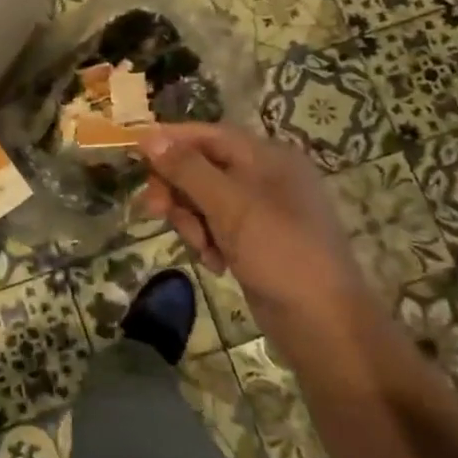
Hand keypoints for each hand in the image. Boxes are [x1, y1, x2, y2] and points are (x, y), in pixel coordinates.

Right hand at [138, 123, 373, 329]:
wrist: (323, 323)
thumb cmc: (279, 252)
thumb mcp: (229, 205)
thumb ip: (187, 168)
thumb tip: (148, 137)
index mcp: (268, 157)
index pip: (209, 135)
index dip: (170, 140)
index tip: (134, 153)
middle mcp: (265, 177)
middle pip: (202, 168)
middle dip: (177, 190)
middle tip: (154, 211)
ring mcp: (261, 211)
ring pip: (204, 201)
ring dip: (192, 221)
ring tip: (201, 248)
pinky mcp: (255, 241)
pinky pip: (216, 227)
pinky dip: (208, 241)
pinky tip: (215, 263)